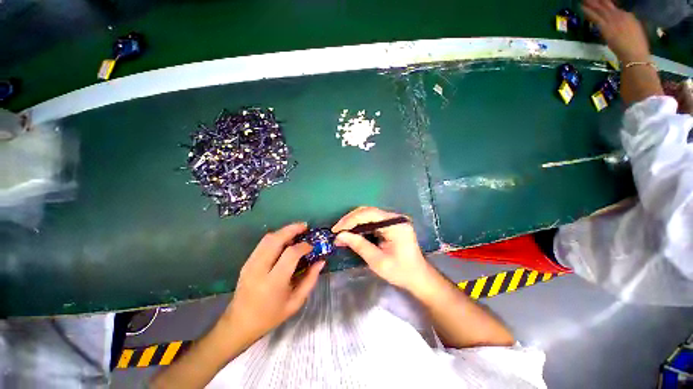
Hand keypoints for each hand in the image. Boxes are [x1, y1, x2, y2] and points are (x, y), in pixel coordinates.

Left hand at [219, 223, 323, 344]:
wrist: (239, 324)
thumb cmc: (271, 316)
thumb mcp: (295, 302)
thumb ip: (310, 280)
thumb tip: (321, 261)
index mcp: (273, 283)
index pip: (290, 254)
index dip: (303, 246)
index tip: (311, 246)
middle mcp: (259, 269)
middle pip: (275, 240)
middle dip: (292, 229)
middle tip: (305, 226)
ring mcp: (250, 264)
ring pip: (267, 238)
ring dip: (284, 231)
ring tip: (297, 231)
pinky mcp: (247, 262)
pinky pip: (263, 243)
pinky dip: (276, 237)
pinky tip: (285, 240)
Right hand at [332, 207, 433, 292]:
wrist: (418, 277)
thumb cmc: (400, 271)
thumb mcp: (377, 261)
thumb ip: (359, 245)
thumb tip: (340, 236)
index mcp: (395, 224)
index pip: (368, 214)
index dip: (350, 220)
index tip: (336, 230)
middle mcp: (395, 217)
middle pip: (368, 212)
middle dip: (350, 220)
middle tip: (336, 230)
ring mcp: (394, 220)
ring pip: (369, 215)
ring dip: (354, 222)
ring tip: (341, 232)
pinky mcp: (392, 224)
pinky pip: (373, 220)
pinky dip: (361, 226)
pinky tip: (353, 232)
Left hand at [582, 0, 649, 62]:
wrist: (635, 55)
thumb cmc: (638, 46)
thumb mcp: (635, 28)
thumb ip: (627, 21)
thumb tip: (622, 18)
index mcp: (628, 15)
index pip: (614, 5)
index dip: (605, 1)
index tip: (598, 0)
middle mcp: (620, 15)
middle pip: (605, 4)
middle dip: (596, 0)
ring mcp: (612, 21)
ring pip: (599, 8)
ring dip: (590, 2)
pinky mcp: (606, 28)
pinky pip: (595, 17)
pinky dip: (588, 11)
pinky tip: (582, 6)